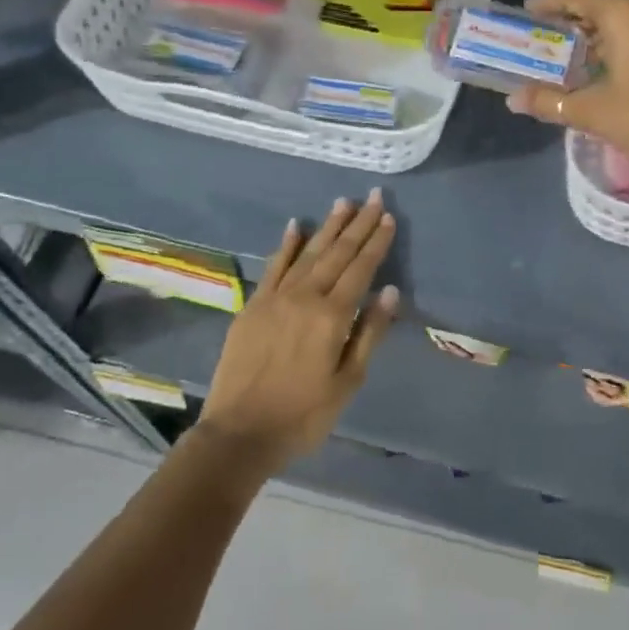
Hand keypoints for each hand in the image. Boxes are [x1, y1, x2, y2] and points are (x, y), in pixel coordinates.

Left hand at [195, 191, 399, 476]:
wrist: (238, 434)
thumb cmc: (302, 415)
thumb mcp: (348, 383)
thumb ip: (370, 333)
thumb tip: (390, 291)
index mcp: (332, 316)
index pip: (361, 269)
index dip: (376, 242)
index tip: (387, 216)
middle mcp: (305, 297)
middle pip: (337, 253)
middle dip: (357, 224)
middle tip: (373, 196)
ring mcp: (275, 298)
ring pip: (308, 252)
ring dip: (328, 226)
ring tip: (343, 202)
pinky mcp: (253, 305)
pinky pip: (273, 266)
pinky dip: (286, 244)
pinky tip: (296, 225)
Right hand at [506, 0, 628, 186]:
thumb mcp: (595, 112)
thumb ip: (550, 101)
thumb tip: (513, 99)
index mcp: (626, 12)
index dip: (550, 1)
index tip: (528, 10)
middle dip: (579, 0)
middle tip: (554, 20)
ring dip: (605, 10)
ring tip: (581, 35)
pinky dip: (627, 22)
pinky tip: (615, 50)